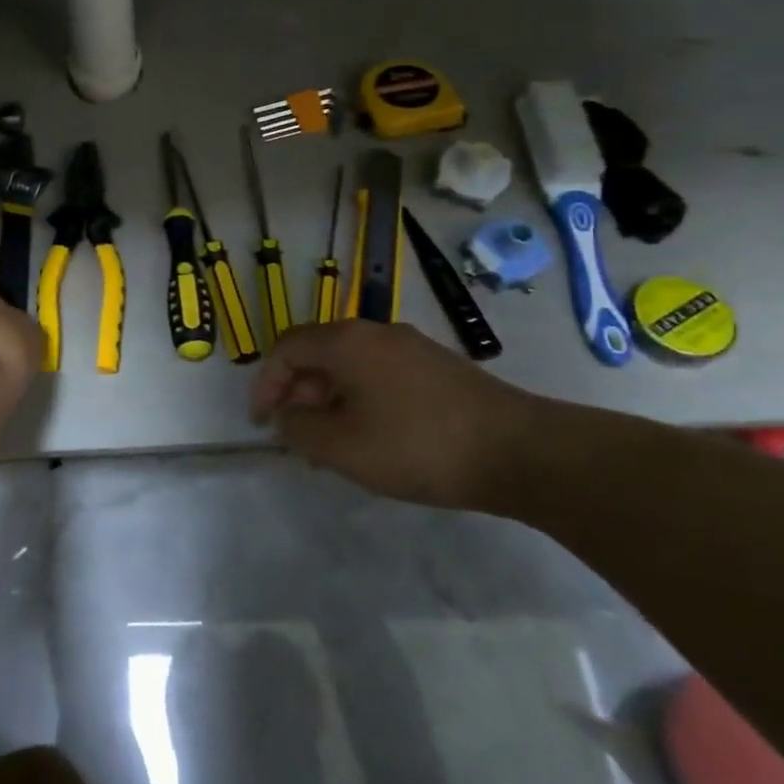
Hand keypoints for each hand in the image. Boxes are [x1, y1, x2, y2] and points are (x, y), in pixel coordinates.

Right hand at [250, 320, 543, 508]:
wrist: (521, 451)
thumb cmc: (418, 446)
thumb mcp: (343, 448)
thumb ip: (300, 430)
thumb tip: (287, 418)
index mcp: (346, 341)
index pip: (286, 349)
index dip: (265, 384)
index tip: (262, 423)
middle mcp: (375, 332)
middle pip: (318, 353)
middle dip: (297, 393)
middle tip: (296, 435)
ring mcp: (411, 346)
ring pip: (350, 365)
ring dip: (329, 399)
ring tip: (331, 443)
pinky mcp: (438, 367)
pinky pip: (380, 374)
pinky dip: (361, 399)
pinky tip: (373, 436)